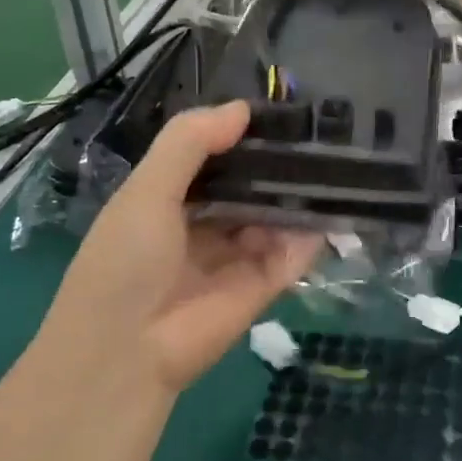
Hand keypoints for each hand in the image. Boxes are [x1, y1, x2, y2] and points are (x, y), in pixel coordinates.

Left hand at [37, 101, 320, 391]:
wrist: (126, 352)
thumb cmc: (125, 260)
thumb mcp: (147, 189)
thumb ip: (190, 143)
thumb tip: (242, 108)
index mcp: (169, 198)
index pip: (211, 157)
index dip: (239, 134)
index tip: (277, 108)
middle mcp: (204, 224)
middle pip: (248, 186)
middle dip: (276, 164)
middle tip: (318, 130)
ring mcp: (234, 256)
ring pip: (274, 218)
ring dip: (297, 195)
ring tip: (336, 161)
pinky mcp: (261, 286)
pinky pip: (291, 254)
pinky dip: (310, 235)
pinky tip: (332, 207)